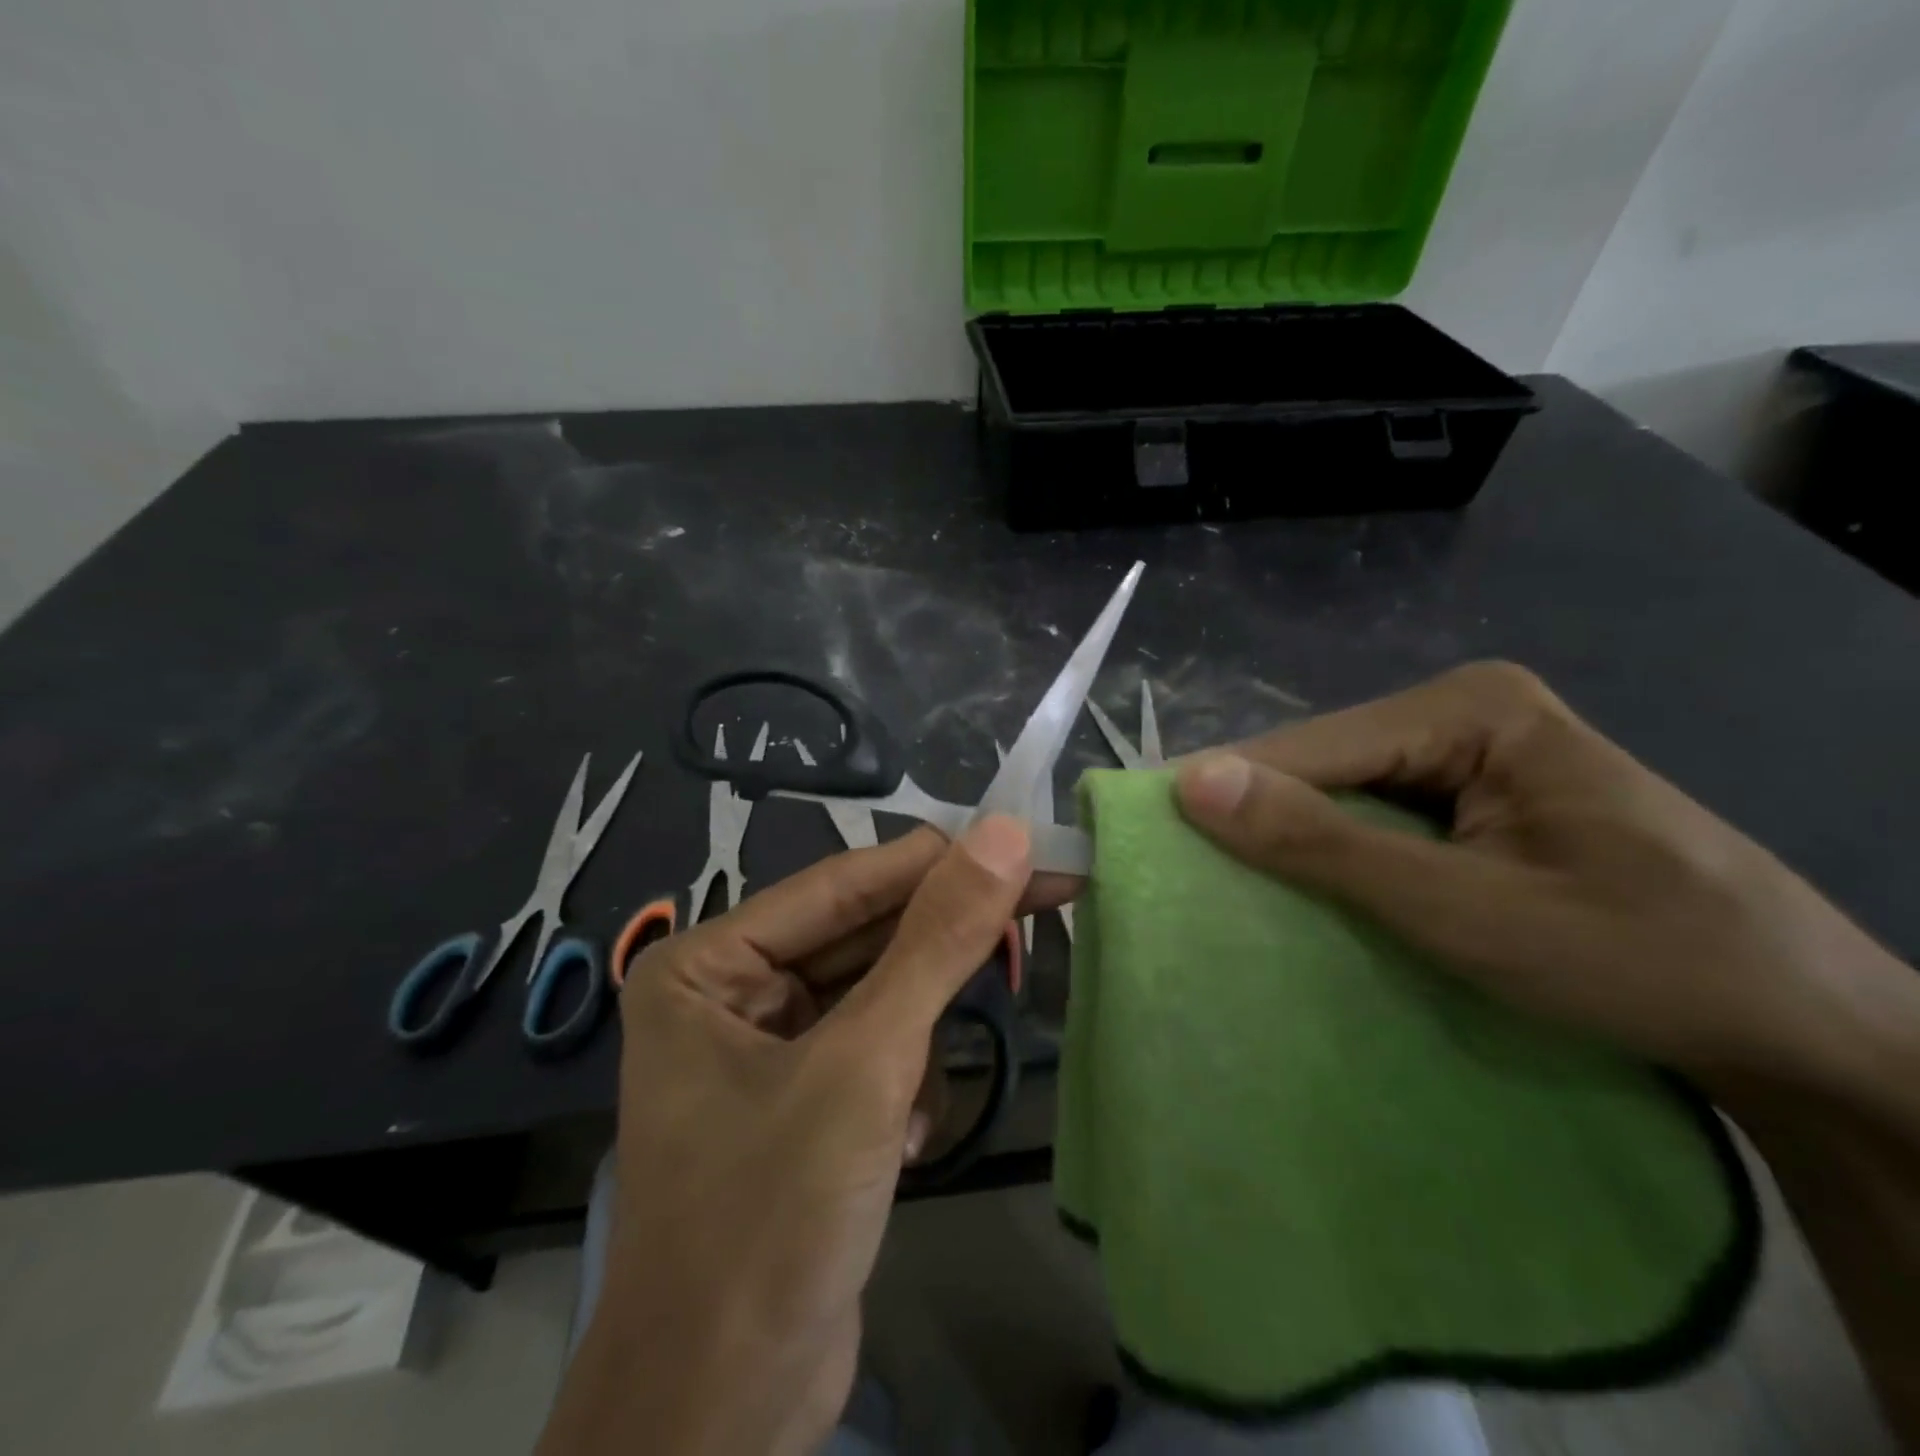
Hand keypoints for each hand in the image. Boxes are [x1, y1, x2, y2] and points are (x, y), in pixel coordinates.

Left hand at [539, 818, 1036, 1455]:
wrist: (725, 1417)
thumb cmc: (771, 1220)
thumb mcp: (866, 1064)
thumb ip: (937, 942)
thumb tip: (1005, 834)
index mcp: (710, 961)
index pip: (847, 883)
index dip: (941, 862)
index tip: (1029, 842)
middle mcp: (730, 989)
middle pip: (866, 934)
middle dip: (945, 943)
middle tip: (1049, 898)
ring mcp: (768, 1045)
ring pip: (881, 993)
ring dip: (920, 1038)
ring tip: (916, 1102)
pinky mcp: (805, 1095)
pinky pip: (878, 1046)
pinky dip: (906, 1083)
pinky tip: (901, 1146)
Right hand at [1172, 661, 1914, 1112]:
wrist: (1801, 1032)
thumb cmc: (1639, 960)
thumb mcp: (1462, 910)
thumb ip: (1323, 844)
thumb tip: (1192, 783)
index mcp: (1467, 707)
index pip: (1309, 747)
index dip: (1229, 795)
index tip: (1149, 841)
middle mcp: (1461, 712)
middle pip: (1322, 766)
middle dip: (1263, 822)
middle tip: (1187, 880)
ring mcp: (1472, 754)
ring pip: (1342, 795)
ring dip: (1295, 844)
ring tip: (1227, 889)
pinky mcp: (1477, 798)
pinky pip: (1377, 819)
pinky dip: (1337, 858)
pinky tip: (1308, 891)